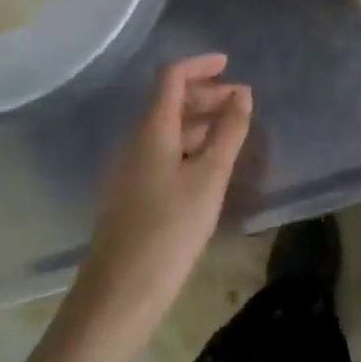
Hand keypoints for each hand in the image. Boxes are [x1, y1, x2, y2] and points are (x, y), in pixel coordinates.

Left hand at [78, 55, 252, 324]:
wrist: (118, 296)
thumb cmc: (169, 230)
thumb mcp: (210, 177)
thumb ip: (228, 131)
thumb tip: (242, 94)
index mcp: (152, 129)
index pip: (172, 77)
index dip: (201, 65)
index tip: (230, 65)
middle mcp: (135, 140)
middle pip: (169, 101)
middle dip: (206, 95)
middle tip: (241, 105)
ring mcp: (128, 168)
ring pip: (166, 129)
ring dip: (199, 122)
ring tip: (232, 135)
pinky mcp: (129, 194)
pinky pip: (161, 152)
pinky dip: (188, 146)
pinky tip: (207, 168)